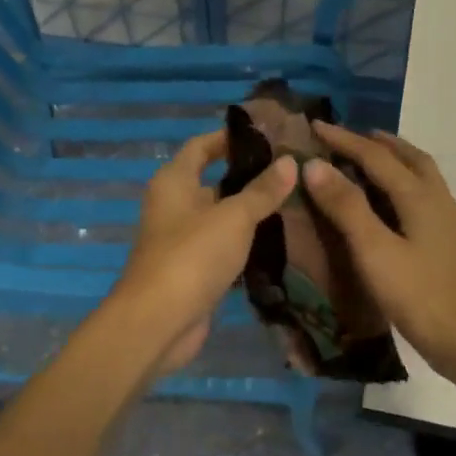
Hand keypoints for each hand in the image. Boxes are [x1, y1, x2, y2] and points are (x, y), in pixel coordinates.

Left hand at [109, 130, 296, 374]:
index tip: (268, 135)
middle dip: (249, 177)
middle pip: (213, 181)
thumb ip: (262, 191)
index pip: (201, 146)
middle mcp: (174, 206)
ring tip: (295, 203)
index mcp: (173, 182)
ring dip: (250, 212)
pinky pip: (223, 247)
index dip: (230, 138)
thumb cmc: (192, 256)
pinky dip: (245, 244)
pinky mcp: (193, 271)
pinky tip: (278, 242)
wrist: (159, 321)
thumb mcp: (233, 217)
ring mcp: (182, 240)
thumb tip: (289, 162)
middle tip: (293, 173)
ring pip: (220, 217)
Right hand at [301, 125, 455, 389]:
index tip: (314, 126)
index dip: (343, 140)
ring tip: (368, 162)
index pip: (376, 156)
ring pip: (421, 177)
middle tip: (347, 137)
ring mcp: (450, 224)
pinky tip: (392, 208)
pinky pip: (424, 197)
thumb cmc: (423, 299)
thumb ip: (347, 208)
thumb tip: (314, 165)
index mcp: (419, 197)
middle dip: (377, 143)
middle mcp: (438, 201)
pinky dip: (403, 185)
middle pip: (409, 158)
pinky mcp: (451, 245)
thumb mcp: (376, 252)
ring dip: (395, 161)